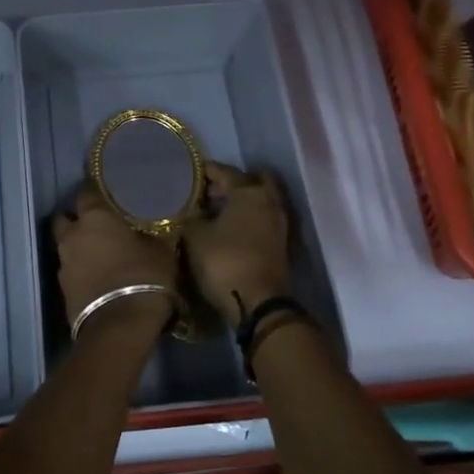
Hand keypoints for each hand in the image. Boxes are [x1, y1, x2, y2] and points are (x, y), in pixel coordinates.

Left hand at [51, 182, 177, 337]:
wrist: (119, 326)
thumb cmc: (144, 277)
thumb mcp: (160, 250)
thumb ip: (148, 233)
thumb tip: (148, 228)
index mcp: (95, 217)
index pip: (86, 191)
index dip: (95, 190)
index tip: (107, 191)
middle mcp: (73, 235)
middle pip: (65, 218)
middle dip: (76, 218)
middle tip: (98, 224)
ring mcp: (64, 263)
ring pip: (66, 245)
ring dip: (78, 246)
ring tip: (100, 253)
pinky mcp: (62, 289)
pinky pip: (70, 270)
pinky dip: (81, 269)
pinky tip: (98, 276)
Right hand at [183, 162, 291, 324]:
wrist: (258, 303)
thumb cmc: (224, 262)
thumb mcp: (195, 237)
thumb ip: (192, 217)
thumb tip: (194, 212)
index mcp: (249, 192)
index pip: (226, 171)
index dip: (207, 171)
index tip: (192, 172)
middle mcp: (270, 201)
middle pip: (253, 180)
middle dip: (233, 182)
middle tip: (211, 192)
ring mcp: (279, 223)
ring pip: (261, 200)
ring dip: (243, 201)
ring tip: (217, 211)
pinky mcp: (280, 243)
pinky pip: (263, 218)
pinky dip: (249, 217)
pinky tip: (229, 228)